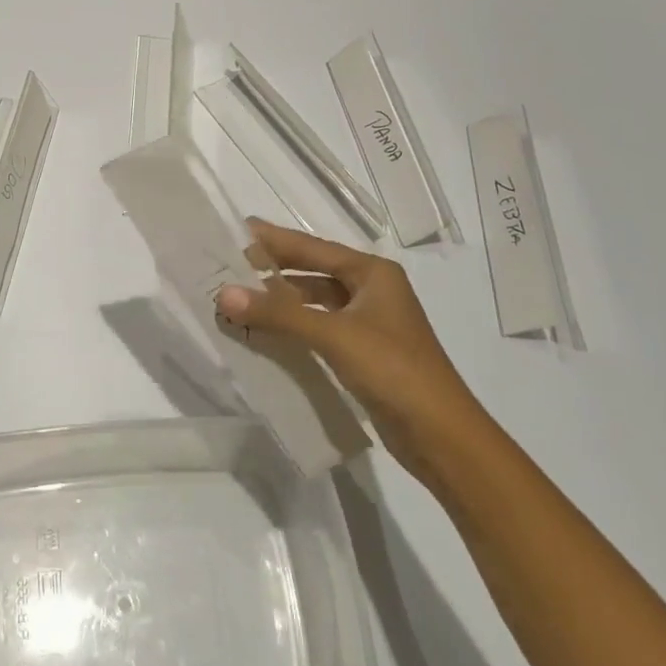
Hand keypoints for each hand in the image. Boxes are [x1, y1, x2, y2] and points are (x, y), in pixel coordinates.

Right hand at [216, 220, 485, 484]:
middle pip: (313, 272)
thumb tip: (223, 294)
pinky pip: (320, 327)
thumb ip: (278, 313)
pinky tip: (267, 332)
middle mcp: (373, 290)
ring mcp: (370, 322)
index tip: (238, 228)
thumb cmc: (393, 370)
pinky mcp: (365, 352)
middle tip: (230, 265)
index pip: (313, 247)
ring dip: (281, 301)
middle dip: (274, 269)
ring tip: (240, 297)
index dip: (275, 239)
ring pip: (316, 301)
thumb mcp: (333, 335)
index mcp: (373, 273)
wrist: (442, 436)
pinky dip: (294, 326)